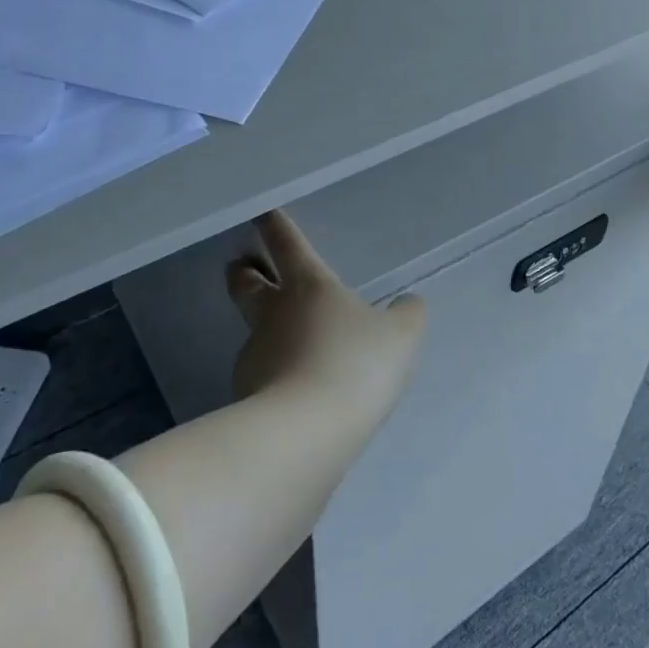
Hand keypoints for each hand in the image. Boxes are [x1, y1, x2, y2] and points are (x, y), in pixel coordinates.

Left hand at [225, 210, 426, 425]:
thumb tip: (408, 304)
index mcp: (309, 287)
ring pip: (255, 332)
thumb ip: (406, 315)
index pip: (289, 245)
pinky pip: (263, 376)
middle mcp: (274, 314)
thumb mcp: (400, 336)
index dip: (276, 227)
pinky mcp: (246, 396)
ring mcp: (255, 355)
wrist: (304, 434)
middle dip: (244, 273)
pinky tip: (293, 391)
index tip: (262, 213)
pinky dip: (274, 374)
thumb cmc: (354, 365)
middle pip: (248, 285)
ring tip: (286, 343)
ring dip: (264, 329)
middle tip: (240, 266)